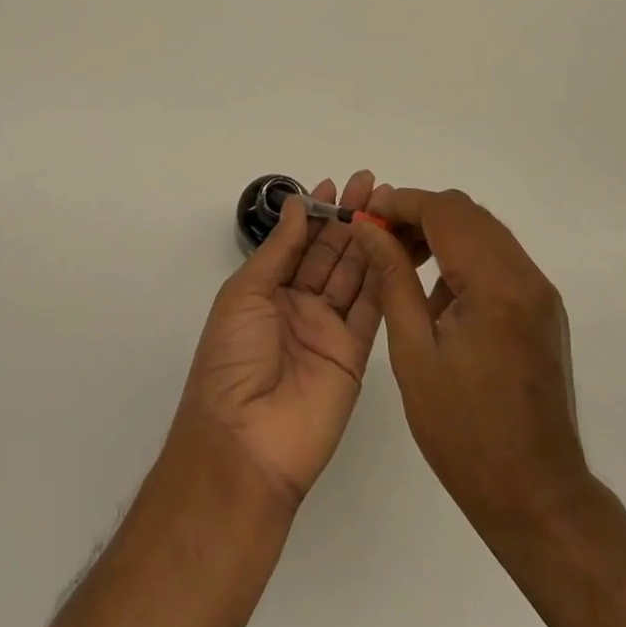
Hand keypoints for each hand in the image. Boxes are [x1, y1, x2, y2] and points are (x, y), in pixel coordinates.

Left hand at [172, 171, 392, 508]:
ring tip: (387, 205)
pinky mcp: (355, 355)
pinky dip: (383, 277)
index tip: (336, 183)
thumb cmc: (232, 360)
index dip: (316, 212)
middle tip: (370, 183)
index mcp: (266, 291)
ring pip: (353, 274)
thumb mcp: (245, 294)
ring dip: (369, 239)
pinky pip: (371, 309)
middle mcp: (299, 305)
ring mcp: (328, 330)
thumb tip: (297, 205)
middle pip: (329, 253)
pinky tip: (393, 246)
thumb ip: (278, 250)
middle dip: (348, 217)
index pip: (298, 242)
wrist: (245, 443)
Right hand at [351, 189, 588, 532]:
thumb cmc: (464, 433)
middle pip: (467, 213)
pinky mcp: (541, 308)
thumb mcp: (414, 354)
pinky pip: (498, 259)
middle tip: (378, 238)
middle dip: (418, 214)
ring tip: (401, 262)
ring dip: (441, 233)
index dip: (401, 203)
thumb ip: (392, 279)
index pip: (445, 212)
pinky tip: (436, 295)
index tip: (365, 216)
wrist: (537, 496)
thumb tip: (367, 229)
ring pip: (484, 231)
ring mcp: (539, 291)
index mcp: (496, 286)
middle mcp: (526, 276)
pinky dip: (463, 256)